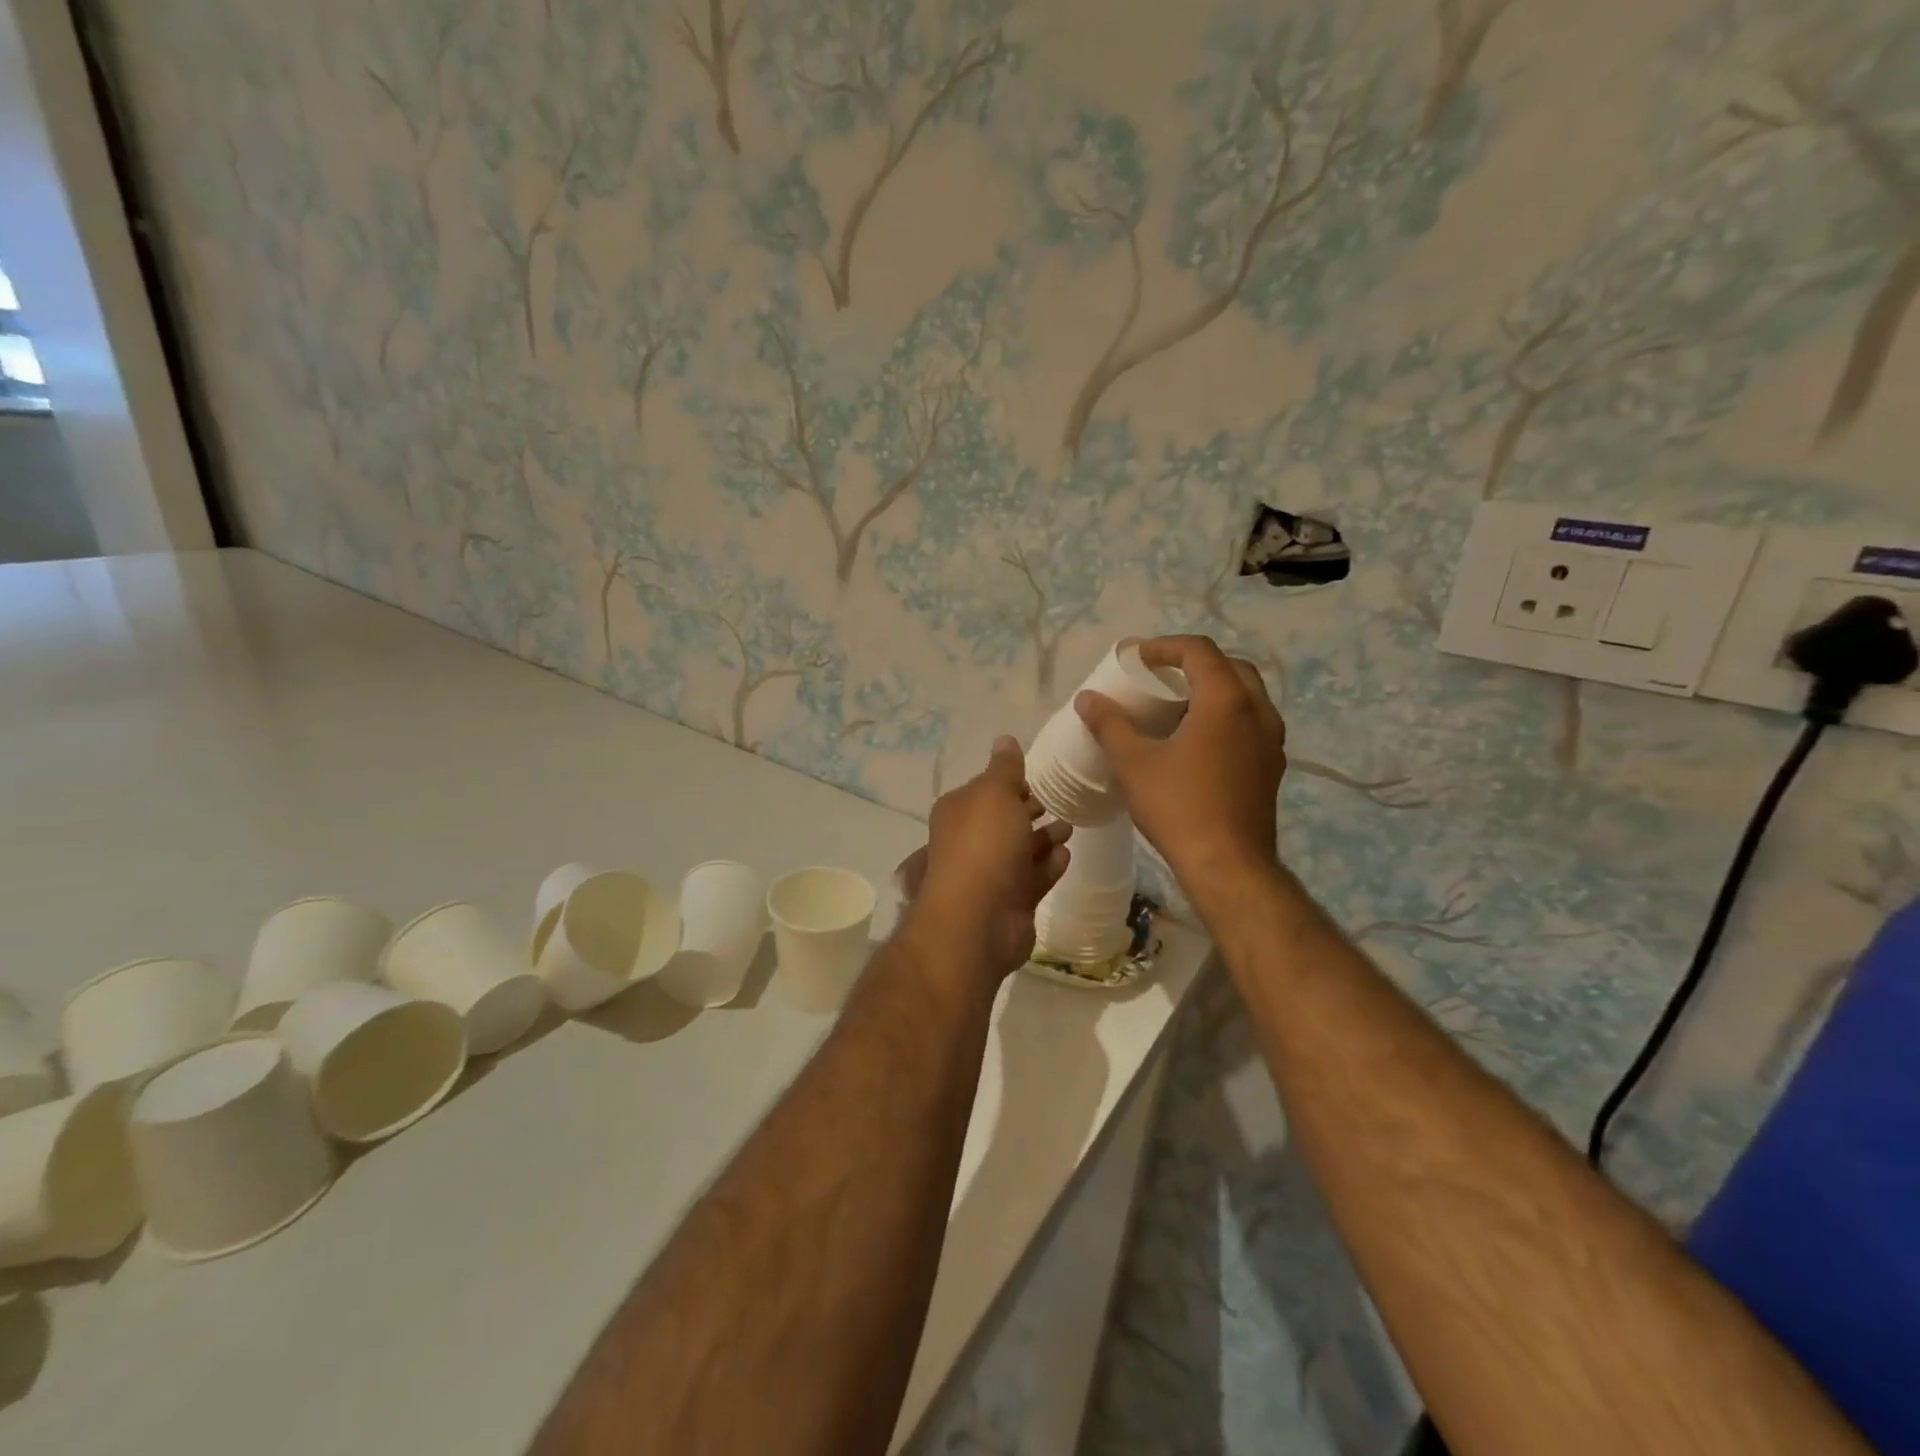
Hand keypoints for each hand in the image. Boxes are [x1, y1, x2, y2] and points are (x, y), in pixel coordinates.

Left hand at [895, 737, 1072, 976]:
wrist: (978, 920)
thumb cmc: (984, 846)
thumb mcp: (994, 794)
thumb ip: (1004, 768)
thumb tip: (1005, 739)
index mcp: (959, 811)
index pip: (986, 789)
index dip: (1012, 782)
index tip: (1040, 775)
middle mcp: (970, 841)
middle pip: (1004, 820)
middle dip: (1029, 810)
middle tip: (1061, 800)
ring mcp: (991, 875)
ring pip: (1021, 849)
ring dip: (1044, 837)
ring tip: (1071, 825)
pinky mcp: (1012, 902)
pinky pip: (1034, 877)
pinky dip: (1049, 865)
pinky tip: (1067, 855)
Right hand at [1075, 635, 1285, 884]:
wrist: (1228, 866)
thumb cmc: (1179, 807)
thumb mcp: (1134, 763)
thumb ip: (1109, 724)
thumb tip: (1087, 698)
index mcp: (1226, 700)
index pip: (1199, 651)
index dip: (1164, 646)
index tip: (1136, 658)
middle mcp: (1257, 711)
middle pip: (1229, 667)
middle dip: (1194, 664)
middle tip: (1161, 677)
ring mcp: (1271, 740)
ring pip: (1246, 695)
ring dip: (1214, 689)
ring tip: (1178, 706)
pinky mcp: (1272, 766)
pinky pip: (1251, 723)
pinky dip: (1226, 716)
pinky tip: (1199, 742)